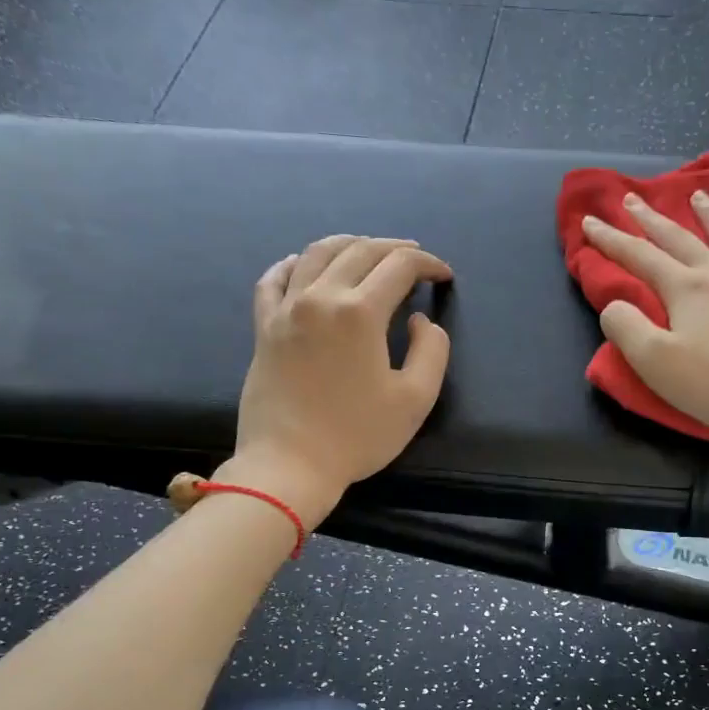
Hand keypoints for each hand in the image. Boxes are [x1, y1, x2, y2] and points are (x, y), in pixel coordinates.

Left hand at [226, 235, 452, 525]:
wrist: (289, 465)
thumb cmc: (357, 436)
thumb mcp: (415, 400)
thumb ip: (431, 351)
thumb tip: (419, 321)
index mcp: (360, 312)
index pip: (399, 266)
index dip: (428, 264)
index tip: (444, 276)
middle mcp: (320, 297)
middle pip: (360, 251)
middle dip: (394, 248)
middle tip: (415, 258)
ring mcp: (286, 309)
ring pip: (316, 253)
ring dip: (349, 244)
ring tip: (368, 250)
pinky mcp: (264, 327)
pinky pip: (273, 279)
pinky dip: (293, 263)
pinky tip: (303, 264)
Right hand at [582, 192, 708, 462]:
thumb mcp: (655, 363)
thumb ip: (626, 328)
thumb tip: (613, 305)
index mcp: (685, 289)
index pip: (639, 257)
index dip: (611, 239)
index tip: (589, 221)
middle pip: (680, 239)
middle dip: (651, 219)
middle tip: (632, 198)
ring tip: (698, 196)